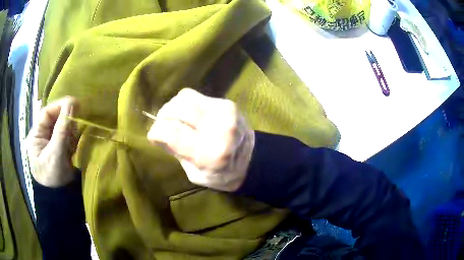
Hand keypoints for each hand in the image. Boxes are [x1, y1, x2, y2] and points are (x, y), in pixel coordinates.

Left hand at [26, 97, 78, 186]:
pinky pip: (67, 134)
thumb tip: (72, 102)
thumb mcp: (55, 154)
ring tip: (72, 144)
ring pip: (62, 125)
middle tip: (75, 129)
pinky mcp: (59, 145)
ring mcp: (50, 140)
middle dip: (66, 121)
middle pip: (55, 117)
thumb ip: (62, 129)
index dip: (59, 106)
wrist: (59, 198)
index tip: (74, 104)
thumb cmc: (52, 177)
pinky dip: (72, 138)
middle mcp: (42, 134)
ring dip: (70, 131)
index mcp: (35, 135)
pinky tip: (72, 148)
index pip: (46, 113)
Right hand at [147, 88, 254, 191]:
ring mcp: (225, 110)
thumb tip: (156, 133)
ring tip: (174, 120)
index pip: (172, 132)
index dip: (156, 132)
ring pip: (185, 96)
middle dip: (164, 115)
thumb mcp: (194, 173)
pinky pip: (196, 96)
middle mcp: (220, 127)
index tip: (154, 136)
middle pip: (178, 107)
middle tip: (163, 125)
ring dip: (174, 107)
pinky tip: (188, 116)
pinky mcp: (226, 102)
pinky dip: (186, 105)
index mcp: (211, 152)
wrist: (252, 160)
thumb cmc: (221, 175)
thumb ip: (175, 152)